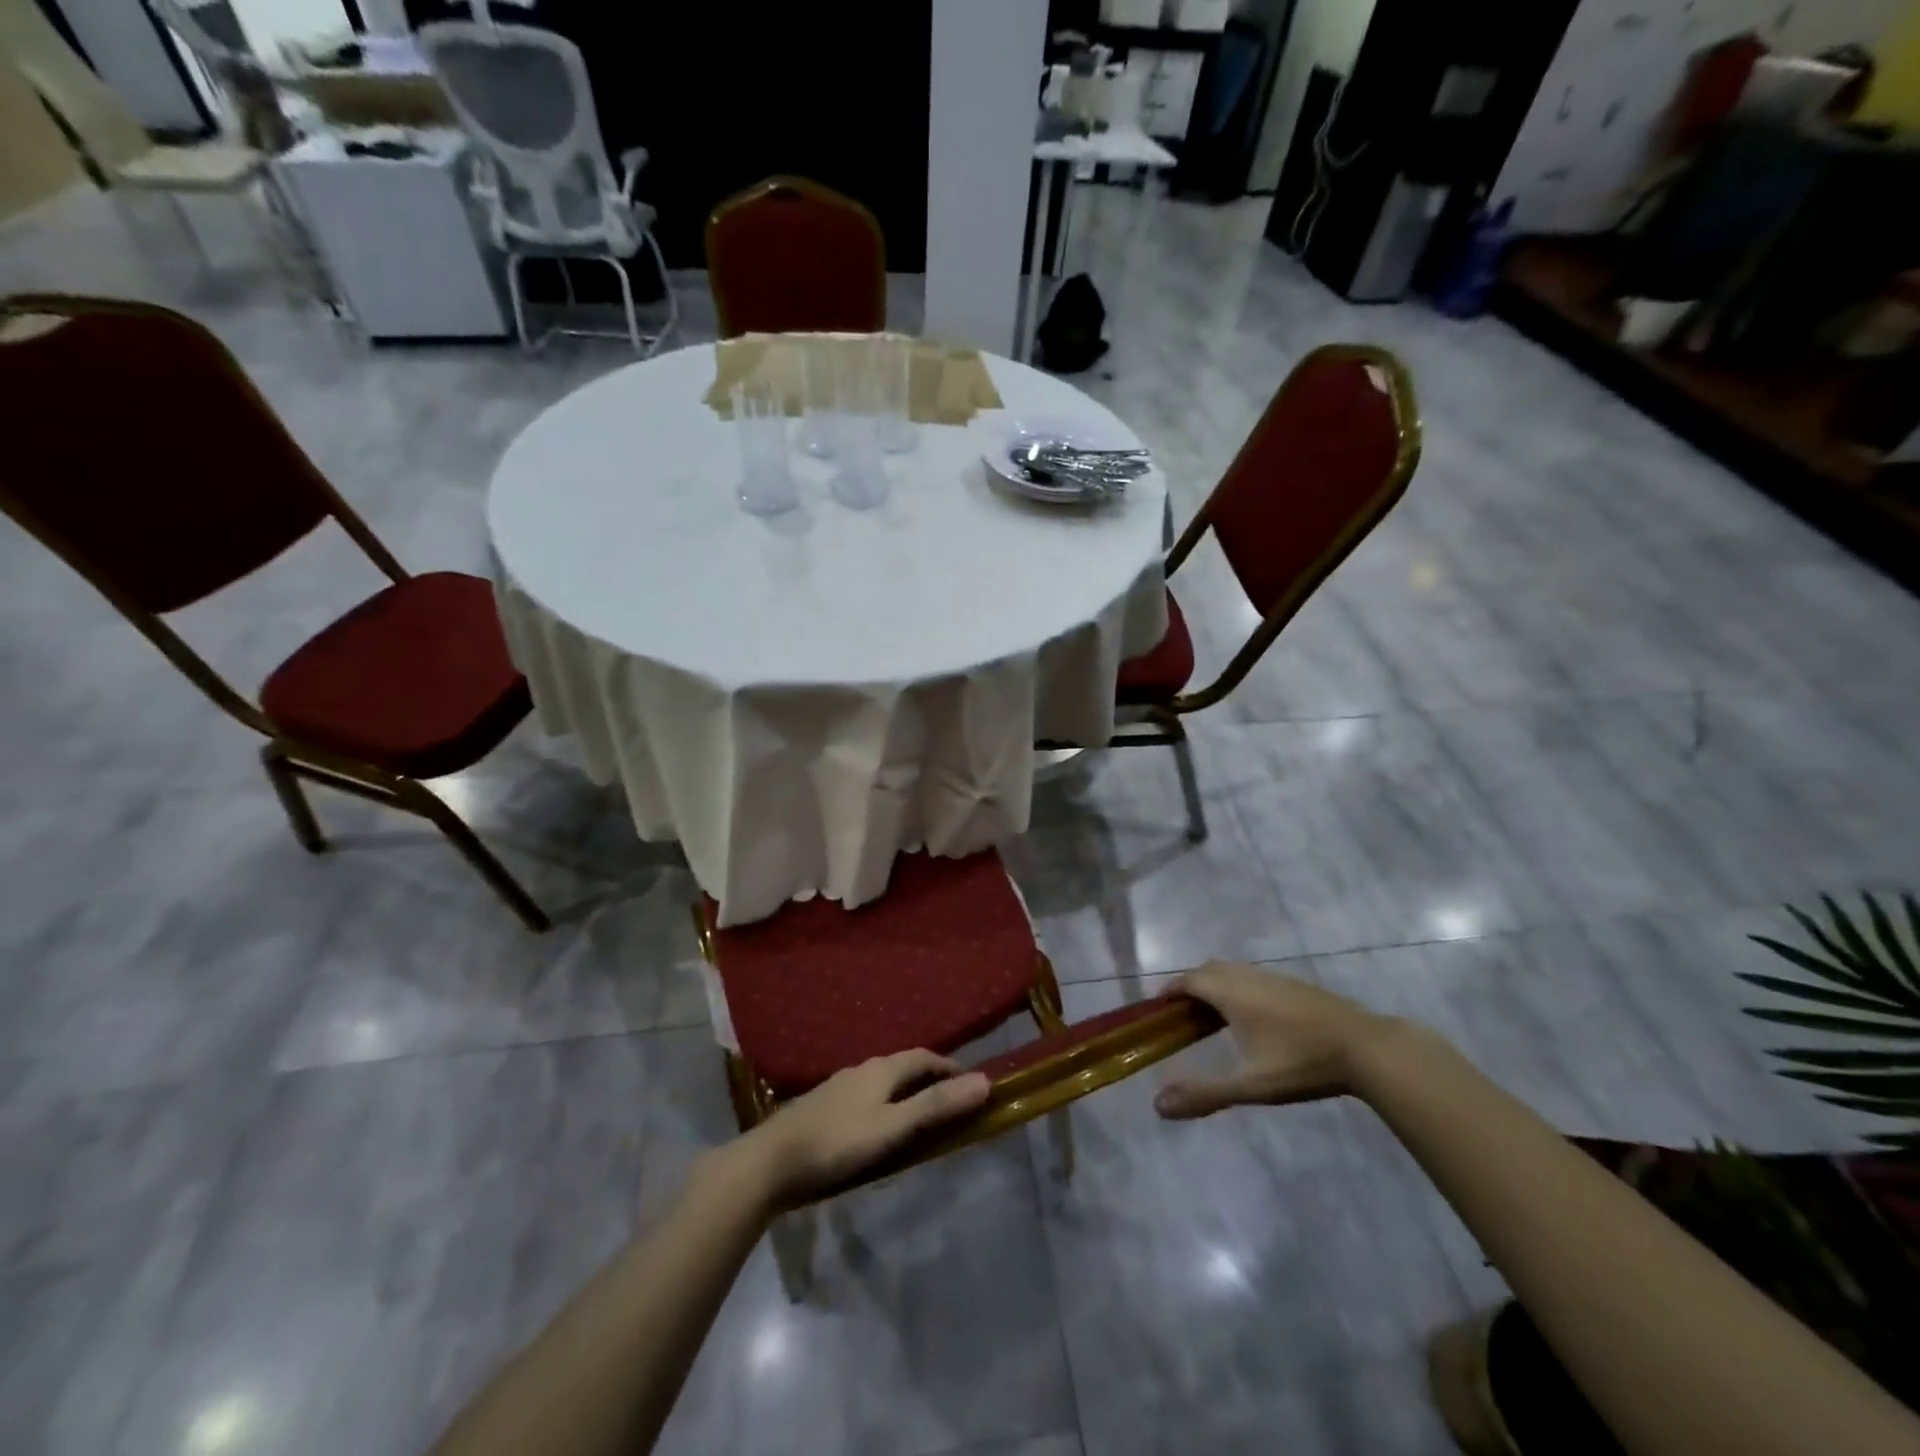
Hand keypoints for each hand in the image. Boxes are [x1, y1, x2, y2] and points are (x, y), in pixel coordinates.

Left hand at [732, 1050, 990, 1208]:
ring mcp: (839, 1088)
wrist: (770, 1161)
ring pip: (882, 1082)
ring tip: (920, 1116)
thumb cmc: (837, 1143)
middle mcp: (861, 1069)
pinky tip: (879, 1128)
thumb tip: (984, 1081)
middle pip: (903, 1067)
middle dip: (930, 1078)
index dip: (950, 1067)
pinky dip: (884, 1105)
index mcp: (881, 1069)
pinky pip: (865, 1098)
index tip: (972, 1085)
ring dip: (906, 1093)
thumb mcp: (893, 1128)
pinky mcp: (823, 1108)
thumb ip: (936, 1105)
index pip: (924, 1057)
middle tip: (951, 1102)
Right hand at [1154, 961, 1398, 1118]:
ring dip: (1216, 987)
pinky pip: (1254, 978)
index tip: (1159, 1010)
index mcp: (1230, 992)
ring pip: (1233, 972)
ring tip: (1215, 1020)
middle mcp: (1247, 976)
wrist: (1366, 1048)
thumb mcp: (1250, 1085)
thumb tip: (1158, 1106)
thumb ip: (1204, 1094)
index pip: (1188, 980)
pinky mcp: (1295, 984)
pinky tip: (1254, 1020)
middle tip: (1184, 1017)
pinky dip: (1240, 990)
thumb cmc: (1301, 1063)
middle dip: (1191, 987)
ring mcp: (1274, 977)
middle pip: (1208, 970)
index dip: (1170, 992)